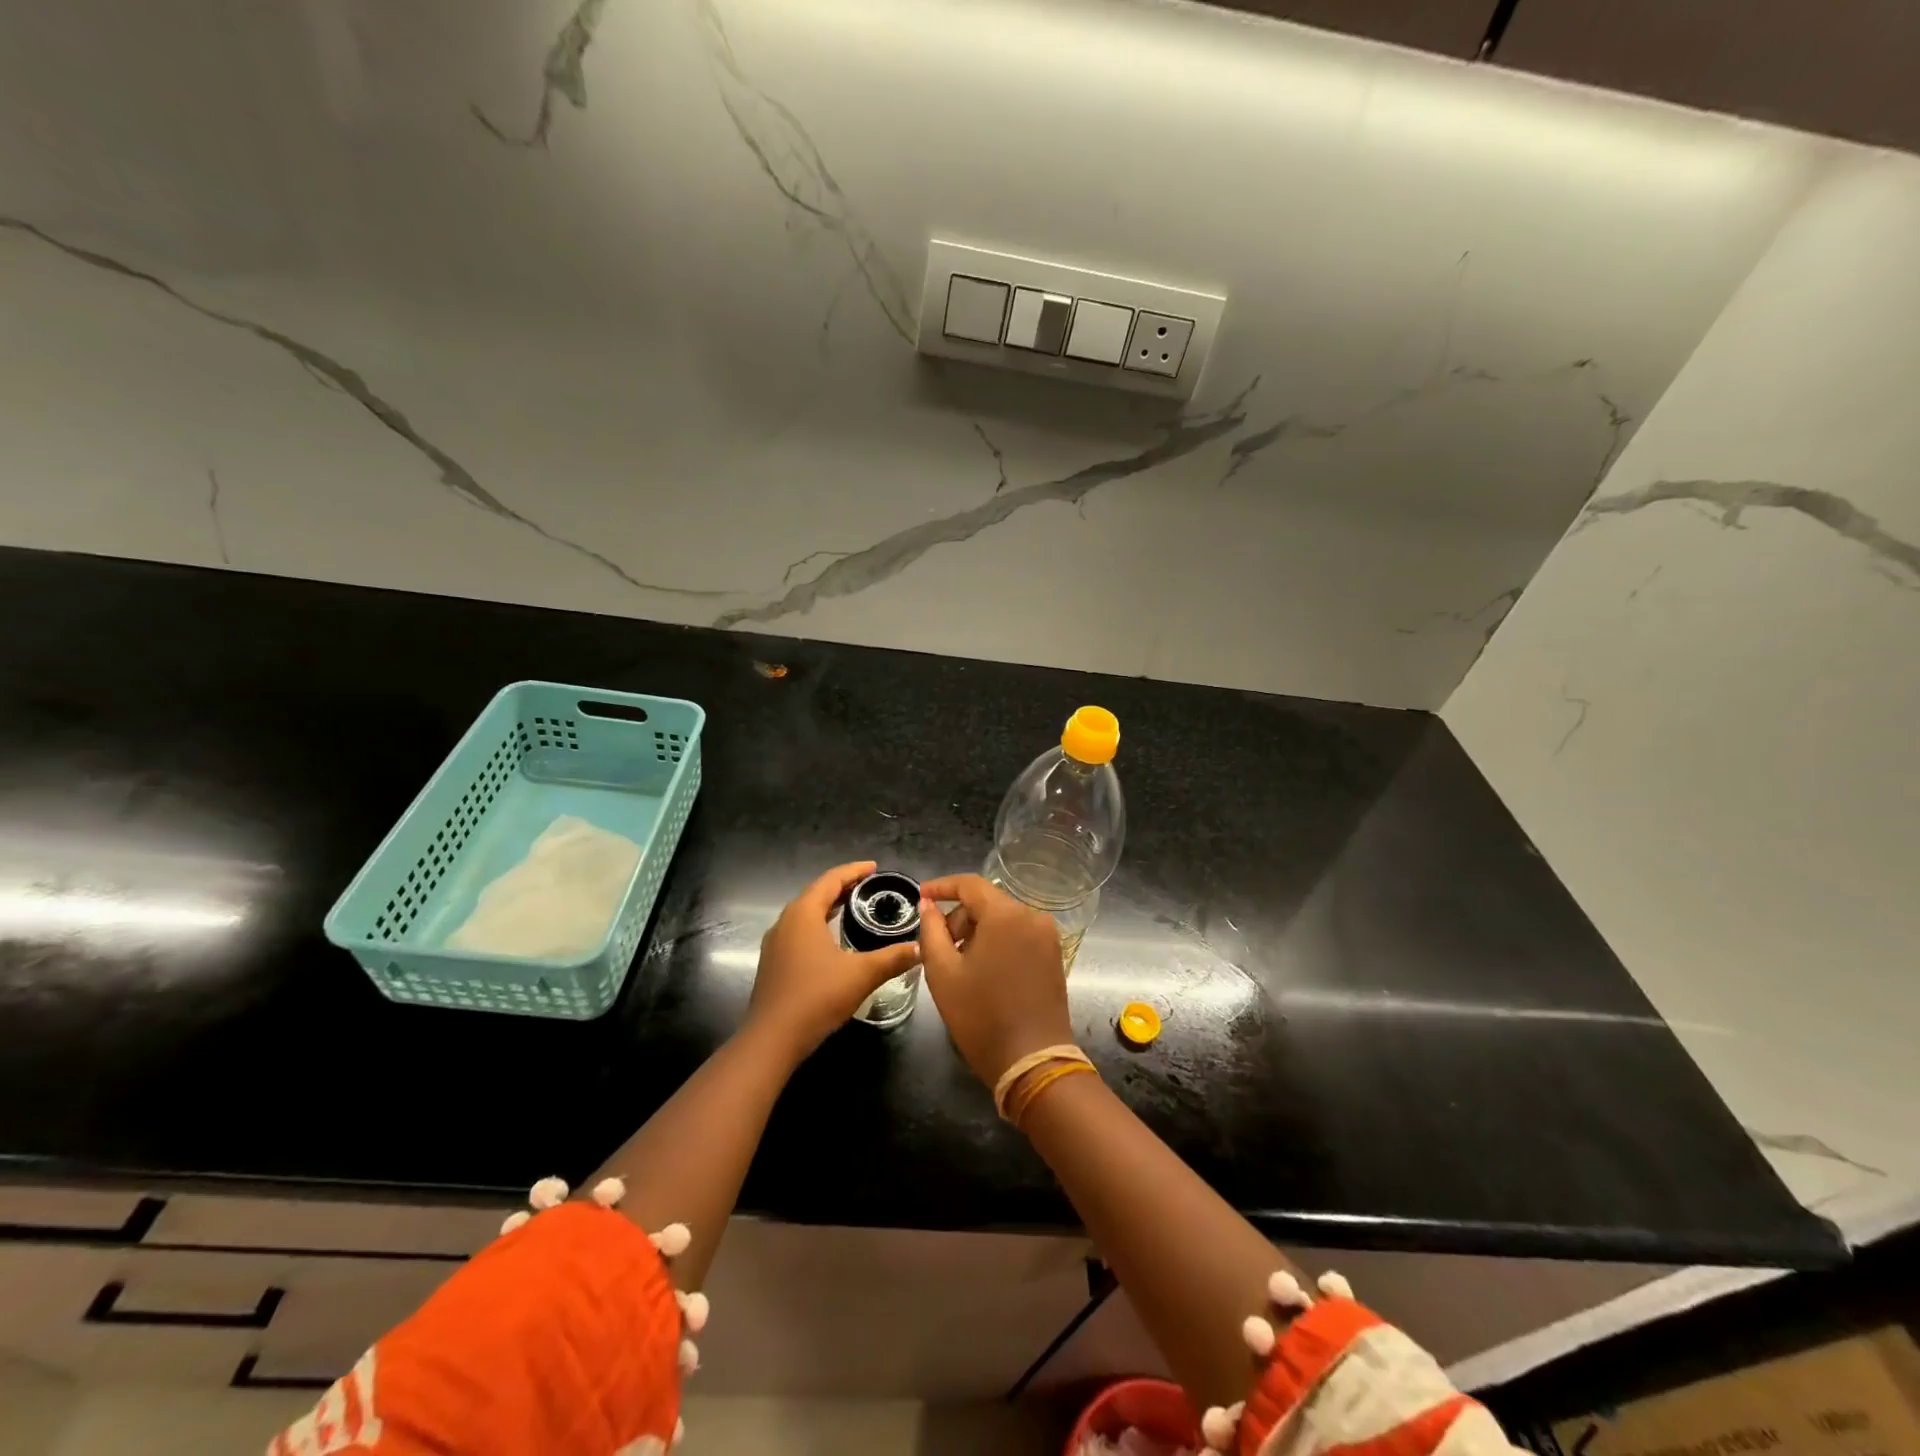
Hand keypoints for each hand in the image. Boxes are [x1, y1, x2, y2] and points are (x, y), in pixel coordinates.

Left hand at [748, 861, 920, 1059]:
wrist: (772, 1039)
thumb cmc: (816, 997)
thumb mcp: (861, 975)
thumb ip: (892, 958)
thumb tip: (919, 948)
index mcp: (803, 913)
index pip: (831, 879)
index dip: (854, 871)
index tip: (875, 868)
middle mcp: (785, 921)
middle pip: (817, 893)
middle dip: (843, 887)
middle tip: (870, 887)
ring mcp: (776, 943)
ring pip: (806, 913)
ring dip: (830, 906)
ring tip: (855, 908)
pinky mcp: (774, 962)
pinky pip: (800, 931)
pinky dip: (820, 925)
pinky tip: (834, 940)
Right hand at [917, 874, 1073, 1086]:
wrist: (1032, 1062)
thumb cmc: (981, 1016)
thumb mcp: (943, 973)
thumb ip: (931, 931)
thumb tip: (927, 905)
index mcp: (1006, 915)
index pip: (970, 884)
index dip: (942, 886)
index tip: (920, 895)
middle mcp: (1032, 917)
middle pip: (987, 902)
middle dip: (959, 918)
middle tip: (939, 948)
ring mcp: (1047, 936)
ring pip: (1002, 919)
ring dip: (977, 932)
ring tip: (959, 964)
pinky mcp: (1053, 955)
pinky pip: (1018, 935)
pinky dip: (997, 942)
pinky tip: (983, 971)